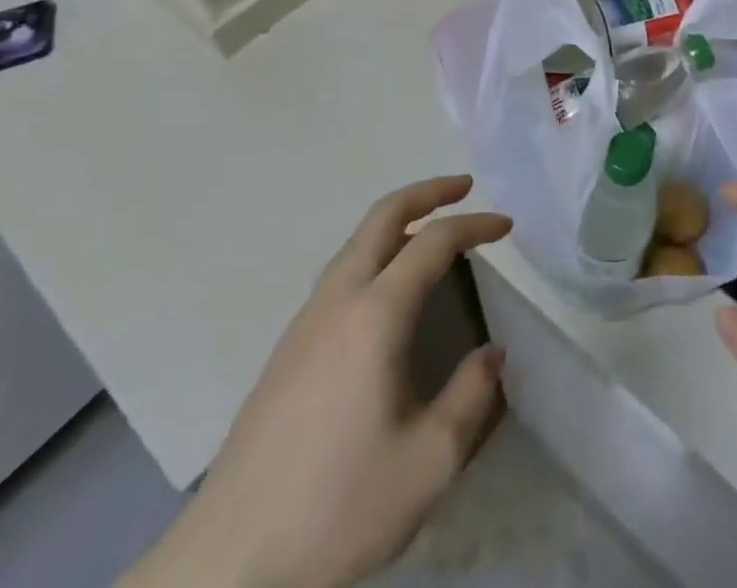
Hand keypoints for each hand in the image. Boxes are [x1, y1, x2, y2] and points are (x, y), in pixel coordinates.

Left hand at [125, 176, 512, 587]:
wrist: (229, 562)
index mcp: (376, 314)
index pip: (434, 242)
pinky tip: (386, 292)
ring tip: (430, 233)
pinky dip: (375, 252)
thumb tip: (491, 355)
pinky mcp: (287, 349)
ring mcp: (305, 322)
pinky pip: (340, 273)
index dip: (475, 225)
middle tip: (464, 187)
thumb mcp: (429, 462)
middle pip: (383, 216)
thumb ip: (471, 397)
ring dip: (397, 221)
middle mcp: (338, 300)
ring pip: (356, 242)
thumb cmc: (338, 505)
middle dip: (427, 192)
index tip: (507, 227)